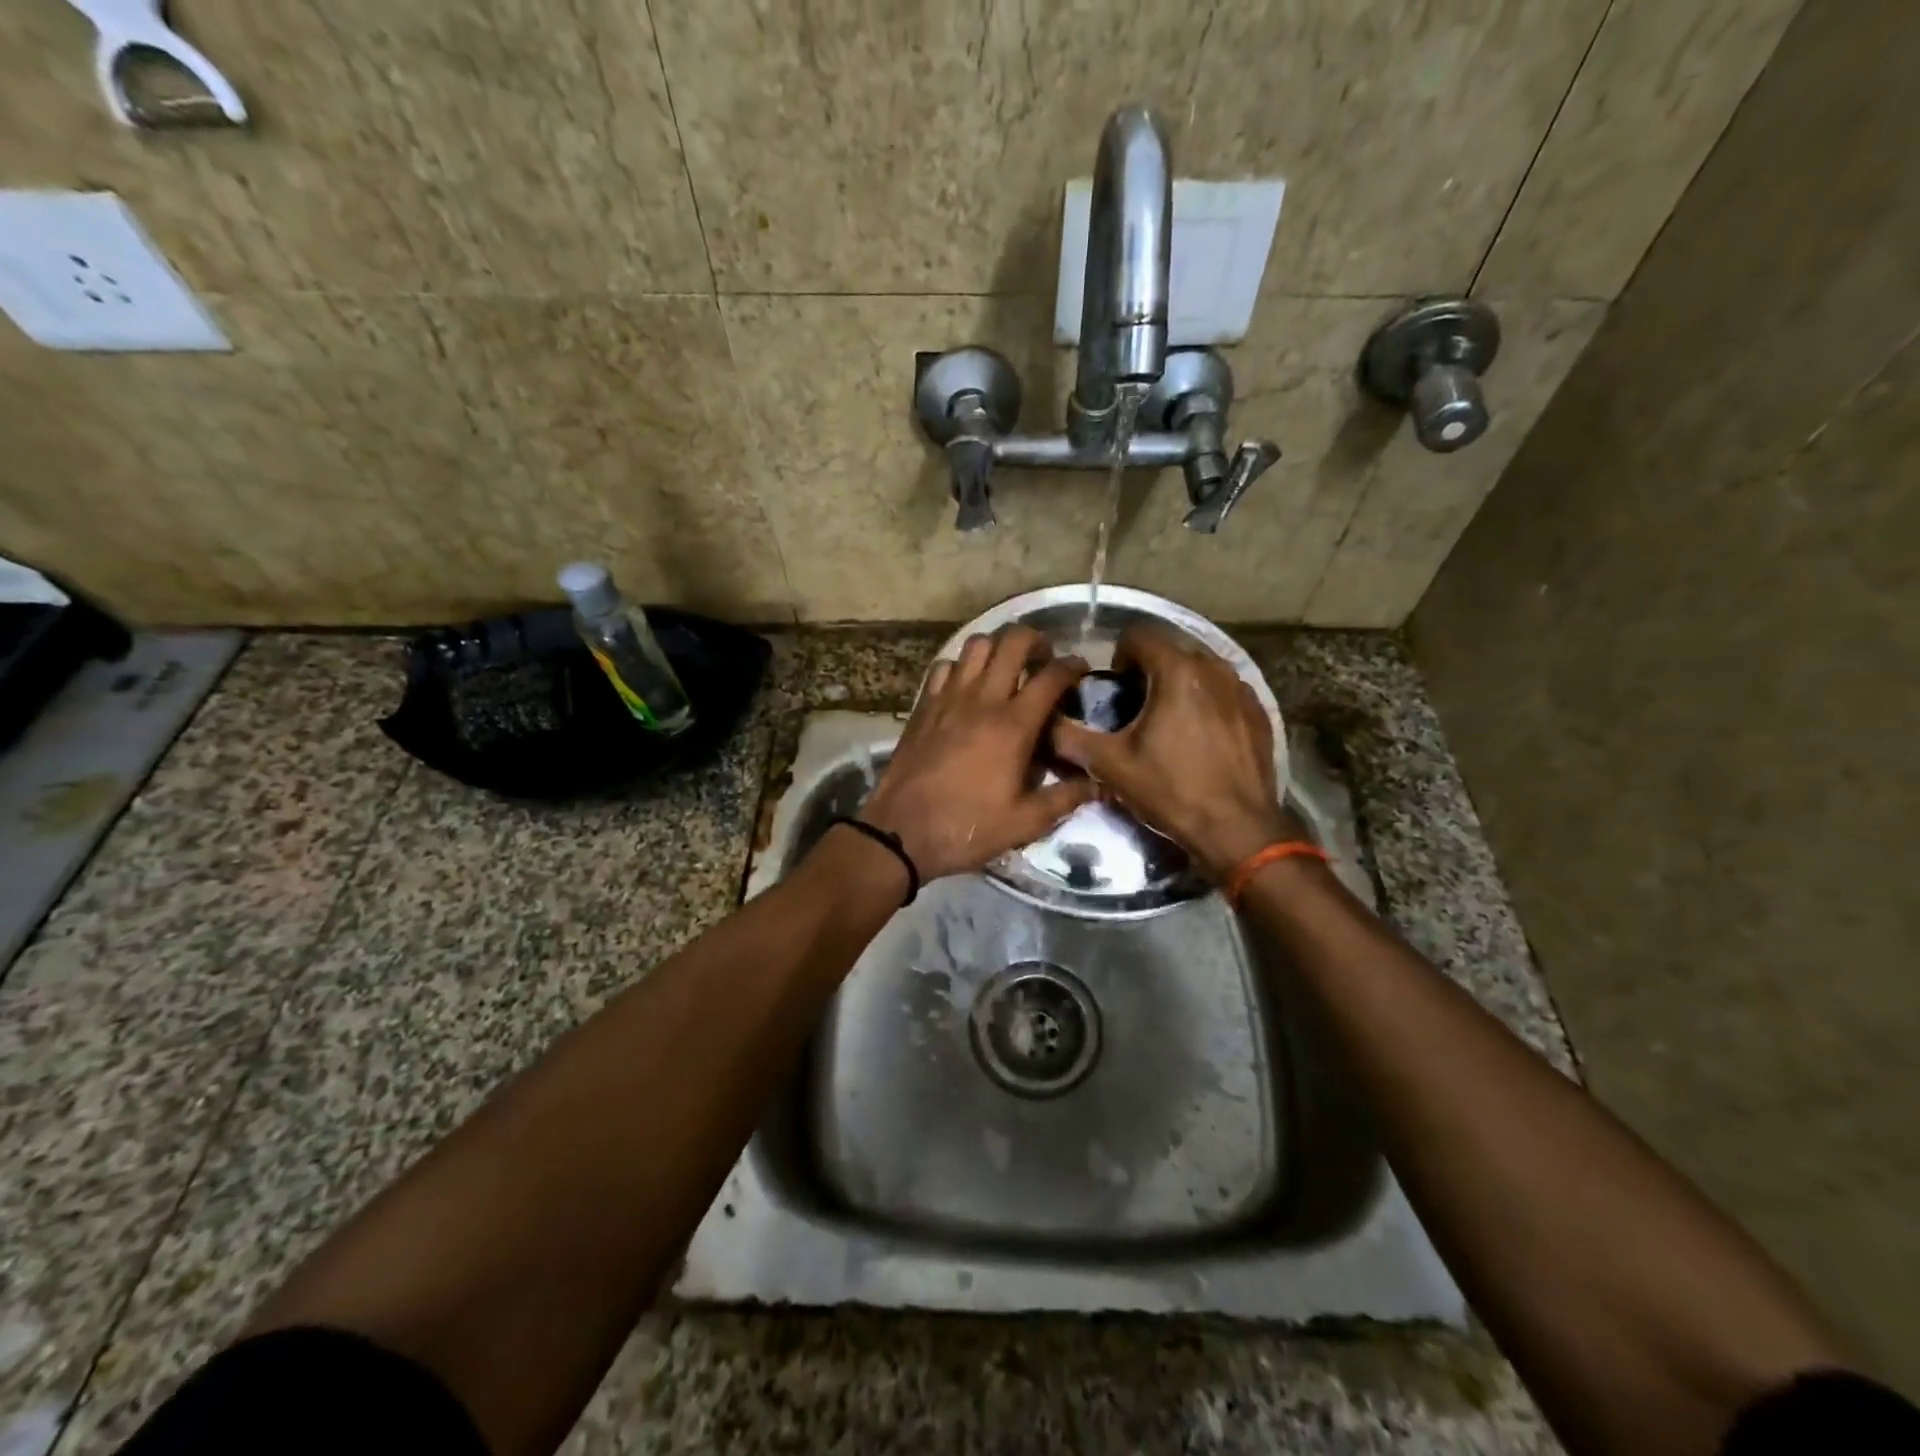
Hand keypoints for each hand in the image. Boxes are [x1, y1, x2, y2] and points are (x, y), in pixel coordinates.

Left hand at [861, 627, 1096, 880]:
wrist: (901, 832)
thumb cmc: (967, 827)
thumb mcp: (1025, 822)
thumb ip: (1065, 799)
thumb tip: (1100, 785)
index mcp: (1013, 725)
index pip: (1051, 676)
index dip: (1073, 665)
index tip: (1081, 669)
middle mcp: (982, 699)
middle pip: (1013, 642)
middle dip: (1036, 640)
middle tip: (1043, 659)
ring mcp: (948, 698)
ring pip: (976, 645)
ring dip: (997, 647)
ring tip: (1006, 667)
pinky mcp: (923, 706)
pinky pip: (944, 667)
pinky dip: (960, 666)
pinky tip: (966, 686)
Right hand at [1050, 625, 1298, 879]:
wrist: (1237, 829)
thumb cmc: (1172, 791)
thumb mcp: (1111, 766)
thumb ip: (1071, 738)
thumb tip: (1045, 724)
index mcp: (1177, 671)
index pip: (1140, 634)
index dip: (1119, 655)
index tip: (1114, 687)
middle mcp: (1214, 668)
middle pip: (1171, 650)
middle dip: (1149, 670)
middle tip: (1134, 708)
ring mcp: (1242, 690)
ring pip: (1200, 670)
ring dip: (1179, 685)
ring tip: (1166, 721)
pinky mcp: (1259, 712)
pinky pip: (1224, 692)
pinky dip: (1206, 702)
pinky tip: (1199, 737)